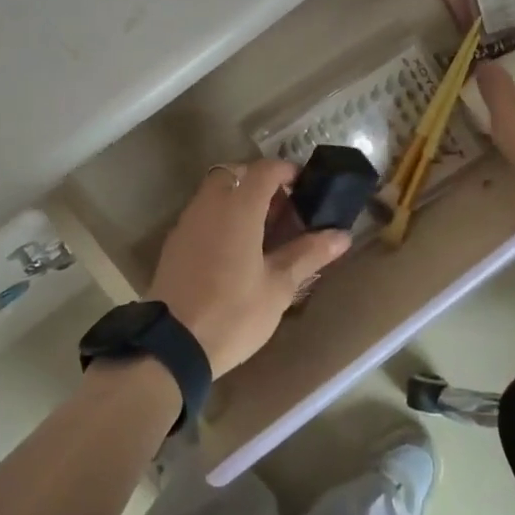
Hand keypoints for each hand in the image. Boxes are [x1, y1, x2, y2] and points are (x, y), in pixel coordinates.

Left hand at [148, 159, 350, 376]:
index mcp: (238, 208)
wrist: (172, 345)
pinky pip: (202, 213)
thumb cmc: (234, 313)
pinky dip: (220, 217)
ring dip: (238, 198)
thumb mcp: (278, 287)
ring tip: (261, 231)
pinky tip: (234, 250)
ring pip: (215, 192)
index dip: (286, 171)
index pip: (264, 170)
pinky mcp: (174, 242)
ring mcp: (187, 222)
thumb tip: (341, 235)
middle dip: (259, 181)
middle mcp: (209, 204)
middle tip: (281, 208)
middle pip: (235, 173)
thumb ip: (308, 254)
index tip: (304, 186)